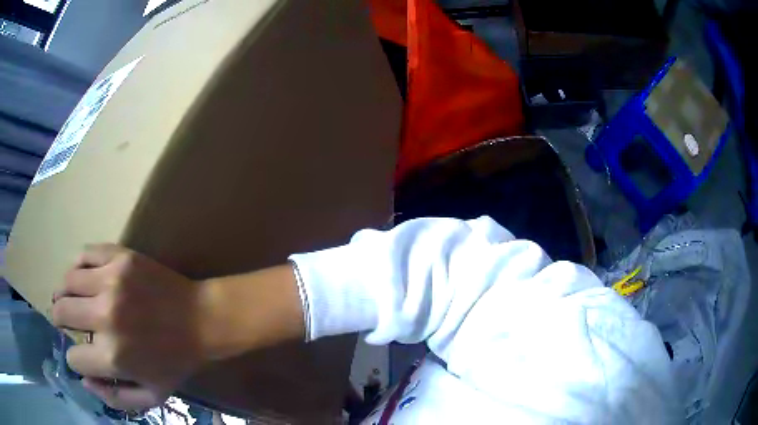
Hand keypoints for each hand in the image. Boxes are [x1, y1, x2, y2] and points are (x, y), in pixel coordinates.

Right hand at [51, 244, 209, 410]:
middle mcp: (105, 316)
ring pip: (67, 282)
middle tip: (64, 320)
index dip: (76, 359)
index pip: (74, 358)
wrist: (202, 320)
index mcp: (113, 356)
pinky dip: (77, 267)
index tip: (82, 355)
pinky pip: (83, 255)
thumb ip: (115, 398)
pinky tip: (83, 278)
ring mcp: (111, 281)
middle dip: (59, 320)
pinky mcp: (119, 257)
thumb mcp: (152, 396)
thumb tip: (84, 380)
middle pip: (61, 312)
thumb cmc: (176, 362)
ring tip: (70, 299)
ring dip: (64, 293)